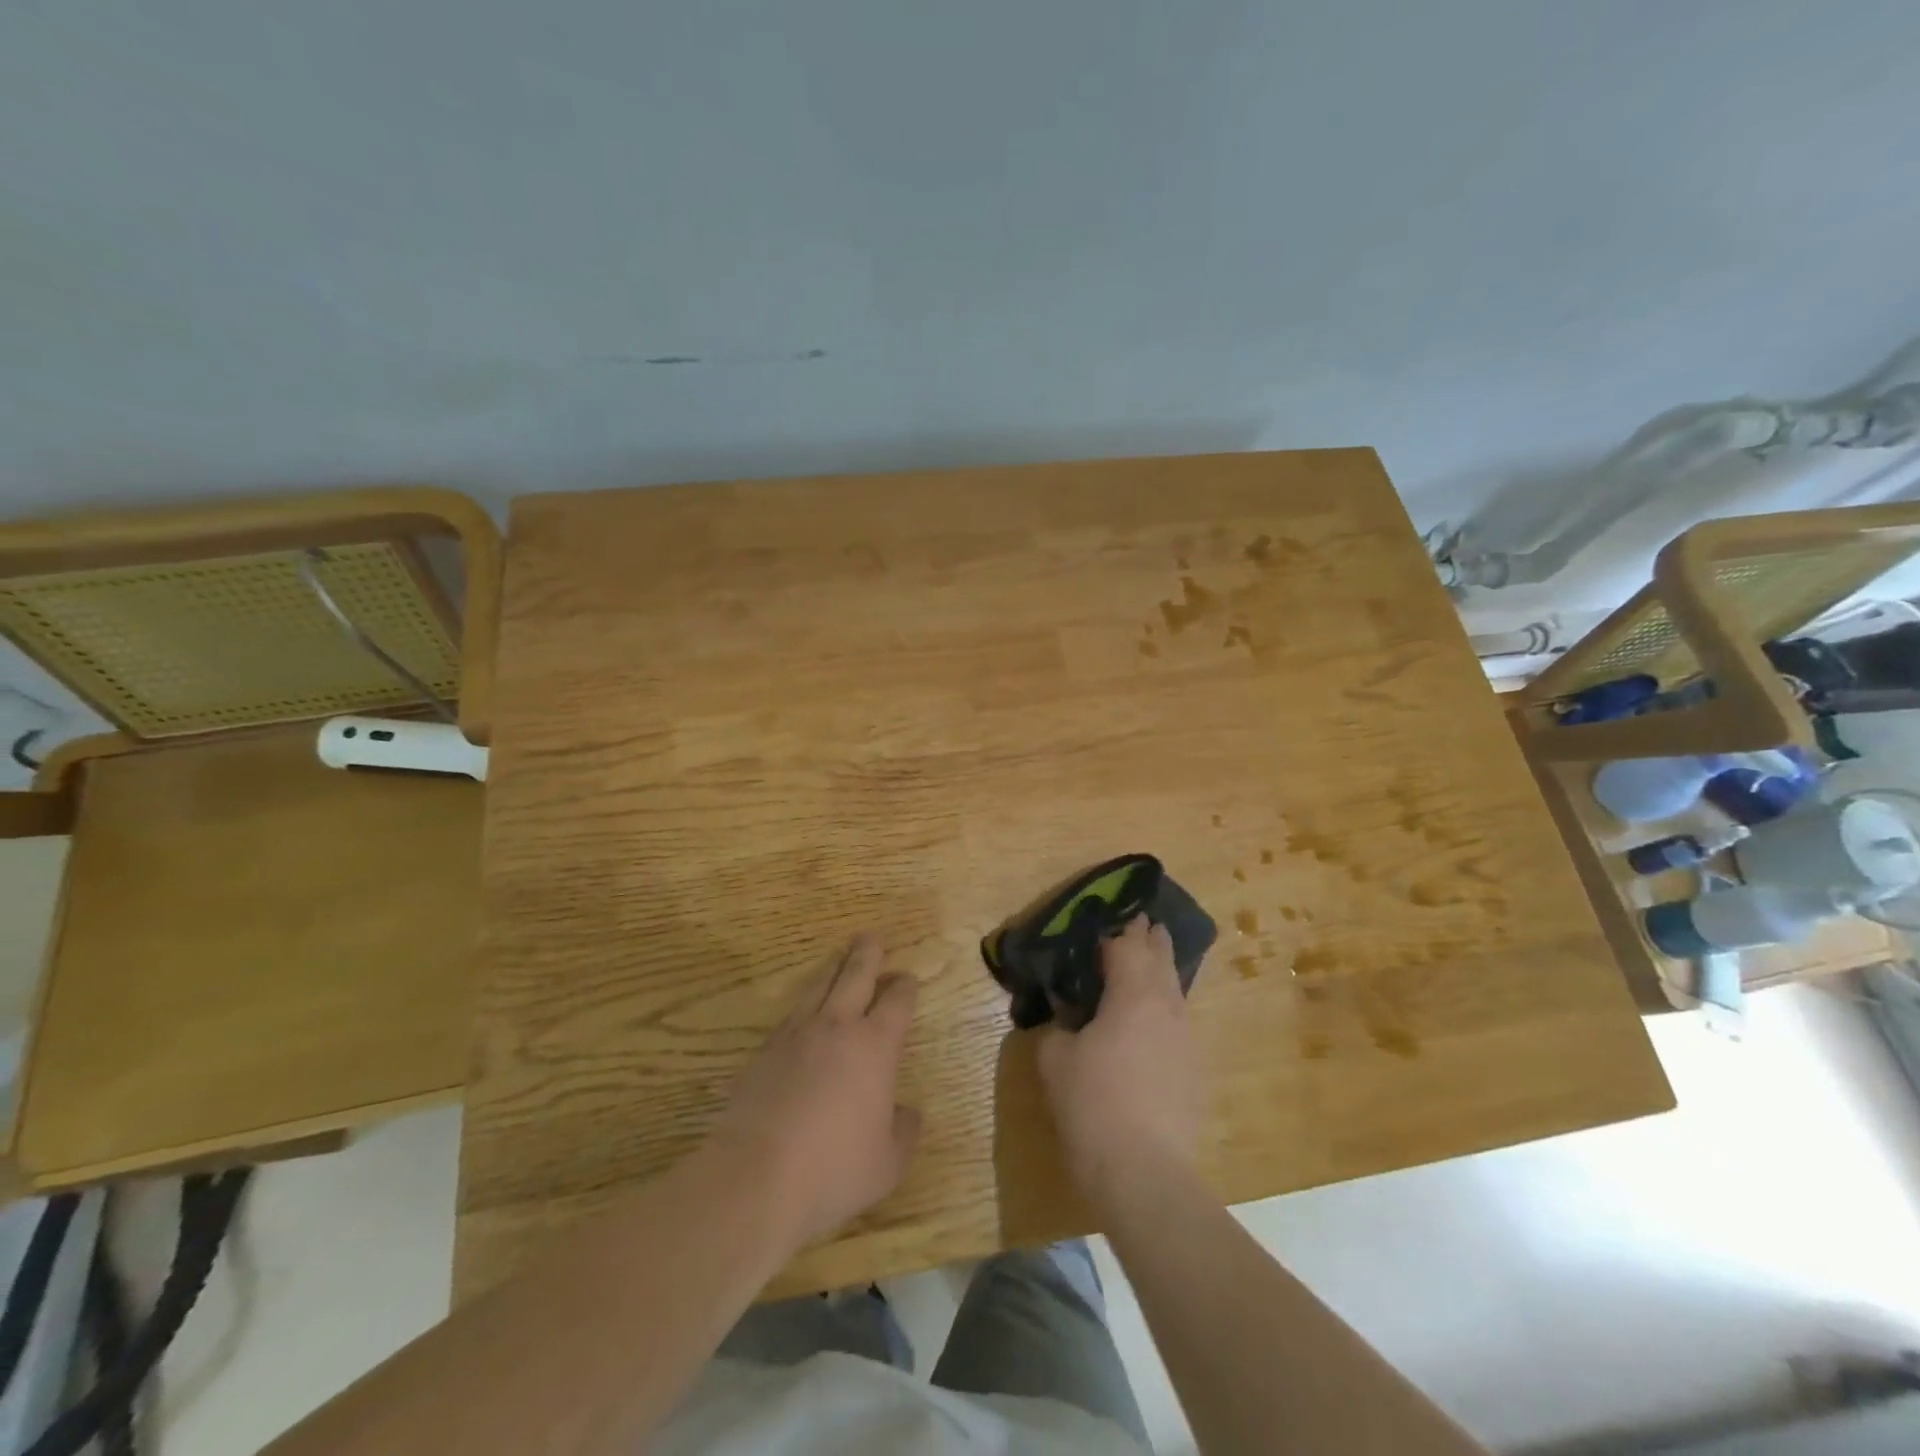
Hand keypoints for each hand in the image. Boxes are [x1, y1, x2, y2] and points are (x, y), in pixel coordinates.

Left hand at [709, 934, 920, 1247]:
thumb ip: (904, 1132)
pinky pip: (791, 1014)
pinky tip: (804, 1010)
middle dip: (867, 954)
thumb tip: (908, 1112)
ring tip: (839, 957)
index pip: (897, 1001)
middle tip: (872, 936)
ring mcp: (796, 1034)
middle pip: (855, 975)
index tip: (908, 980)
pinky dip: (805, 1003)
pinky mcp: (764, 1051)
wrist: (755, 1177)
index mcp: (875, 1045)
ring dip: (833, 967)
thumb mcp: (887, 1163)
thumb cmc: (833, 1169)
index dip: (905, 987)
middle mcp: (837, 1027)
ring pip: (818, 985)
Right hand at [1037, 916, 1202, 1202]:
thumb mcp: (1055, 1058)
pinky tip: (1150, 1019)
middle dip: (1149, 938)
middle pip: (1161, 957)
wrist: (1145, 1172)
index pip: (1127, 944)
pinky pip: (1176, 1019)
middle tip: (1139, 922)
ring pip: (1174, 988)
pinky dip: (1163, 1005)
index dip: (1116, 928)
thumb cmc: (1093, 1103)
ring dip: (1160, 970)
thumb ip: (1058, 1026)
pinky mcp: (1193, 1068)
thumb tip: (1064, 1015)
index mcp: (1133, 992)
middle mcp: (1167, 1005)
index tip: (1109, 914)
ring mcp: (1185, 1037)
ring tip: (1146, 962)